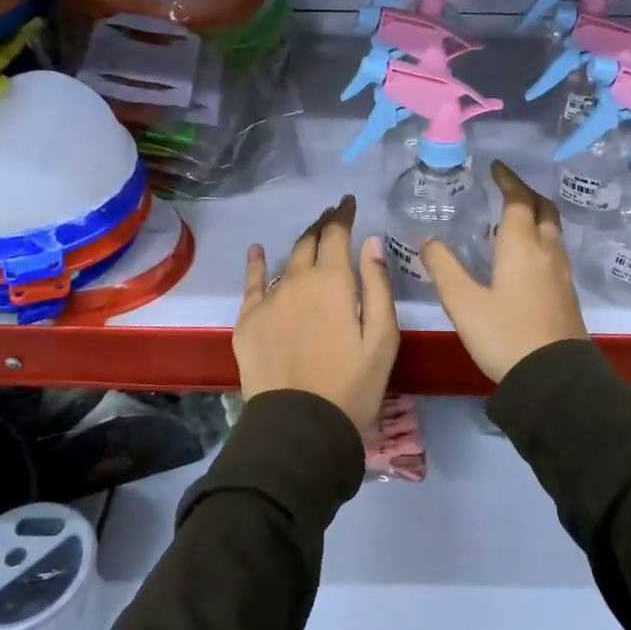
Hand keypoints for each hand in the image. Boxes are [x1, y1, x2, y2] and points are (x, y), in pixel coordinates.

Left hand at [235, 195, 399, 433]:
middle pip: (309, 242)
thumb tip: (371, 242)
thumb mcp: (382, 338)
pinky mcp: (247, 322)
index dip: (343, 215)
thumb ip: (377, 286)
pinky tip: (257, 251)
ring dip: (300, 245)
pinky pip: (252, 284)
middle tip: (332, 217)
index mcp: (333, 281)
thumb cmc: (352, 385)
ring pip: (286, 262)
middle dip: (322, 225)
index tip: (348, 202)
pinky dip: (257, 264)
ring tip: (310, 236)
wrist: (299, 427)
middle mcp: (297, 280)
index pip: (337, 234)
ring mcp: (268, 300)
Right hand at [420, 162, 587, 383]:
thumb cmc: (504, 335)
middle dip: (526, 193)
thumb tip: (429, 241)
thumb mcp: (463, 302)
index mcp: (521, 245)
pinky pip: (555, 250)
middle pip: (544, 209)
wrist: (554, 378)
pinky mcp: (567, 293)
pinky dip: (541, 237)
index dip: (508, 180)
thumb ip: (444, 268)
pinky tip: (526, 255)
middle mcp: (546, 251)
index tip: (496, 167)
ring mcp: (561, 273)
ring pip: (553, 230)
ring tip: (515, 217)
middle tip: (507, 188)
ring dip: (537, 214)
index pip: (518, 200)